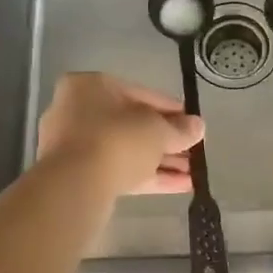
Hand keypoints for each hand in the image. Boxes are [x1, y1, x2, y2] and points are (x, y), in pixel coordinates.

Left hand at [36, 73, 204, 195]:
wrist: (75, 185)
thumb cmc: (116, 139)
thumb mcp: (157, 130)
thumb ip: (179, 128)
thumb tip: (198, 127)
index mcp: (89, 86)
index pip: (139, 93)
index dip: (170, 108)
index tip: (191, 121)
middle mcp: (77, 111)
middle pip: (131, 124)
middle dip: (166, 139)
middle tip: (193, 149)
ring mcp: (74, 146)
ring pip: (126, 150)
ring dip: (161, 161)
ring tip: (194, 171)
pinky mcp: (78, 176)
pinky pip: (119, 170)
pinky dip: (148, 176)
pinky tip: (182, 186)